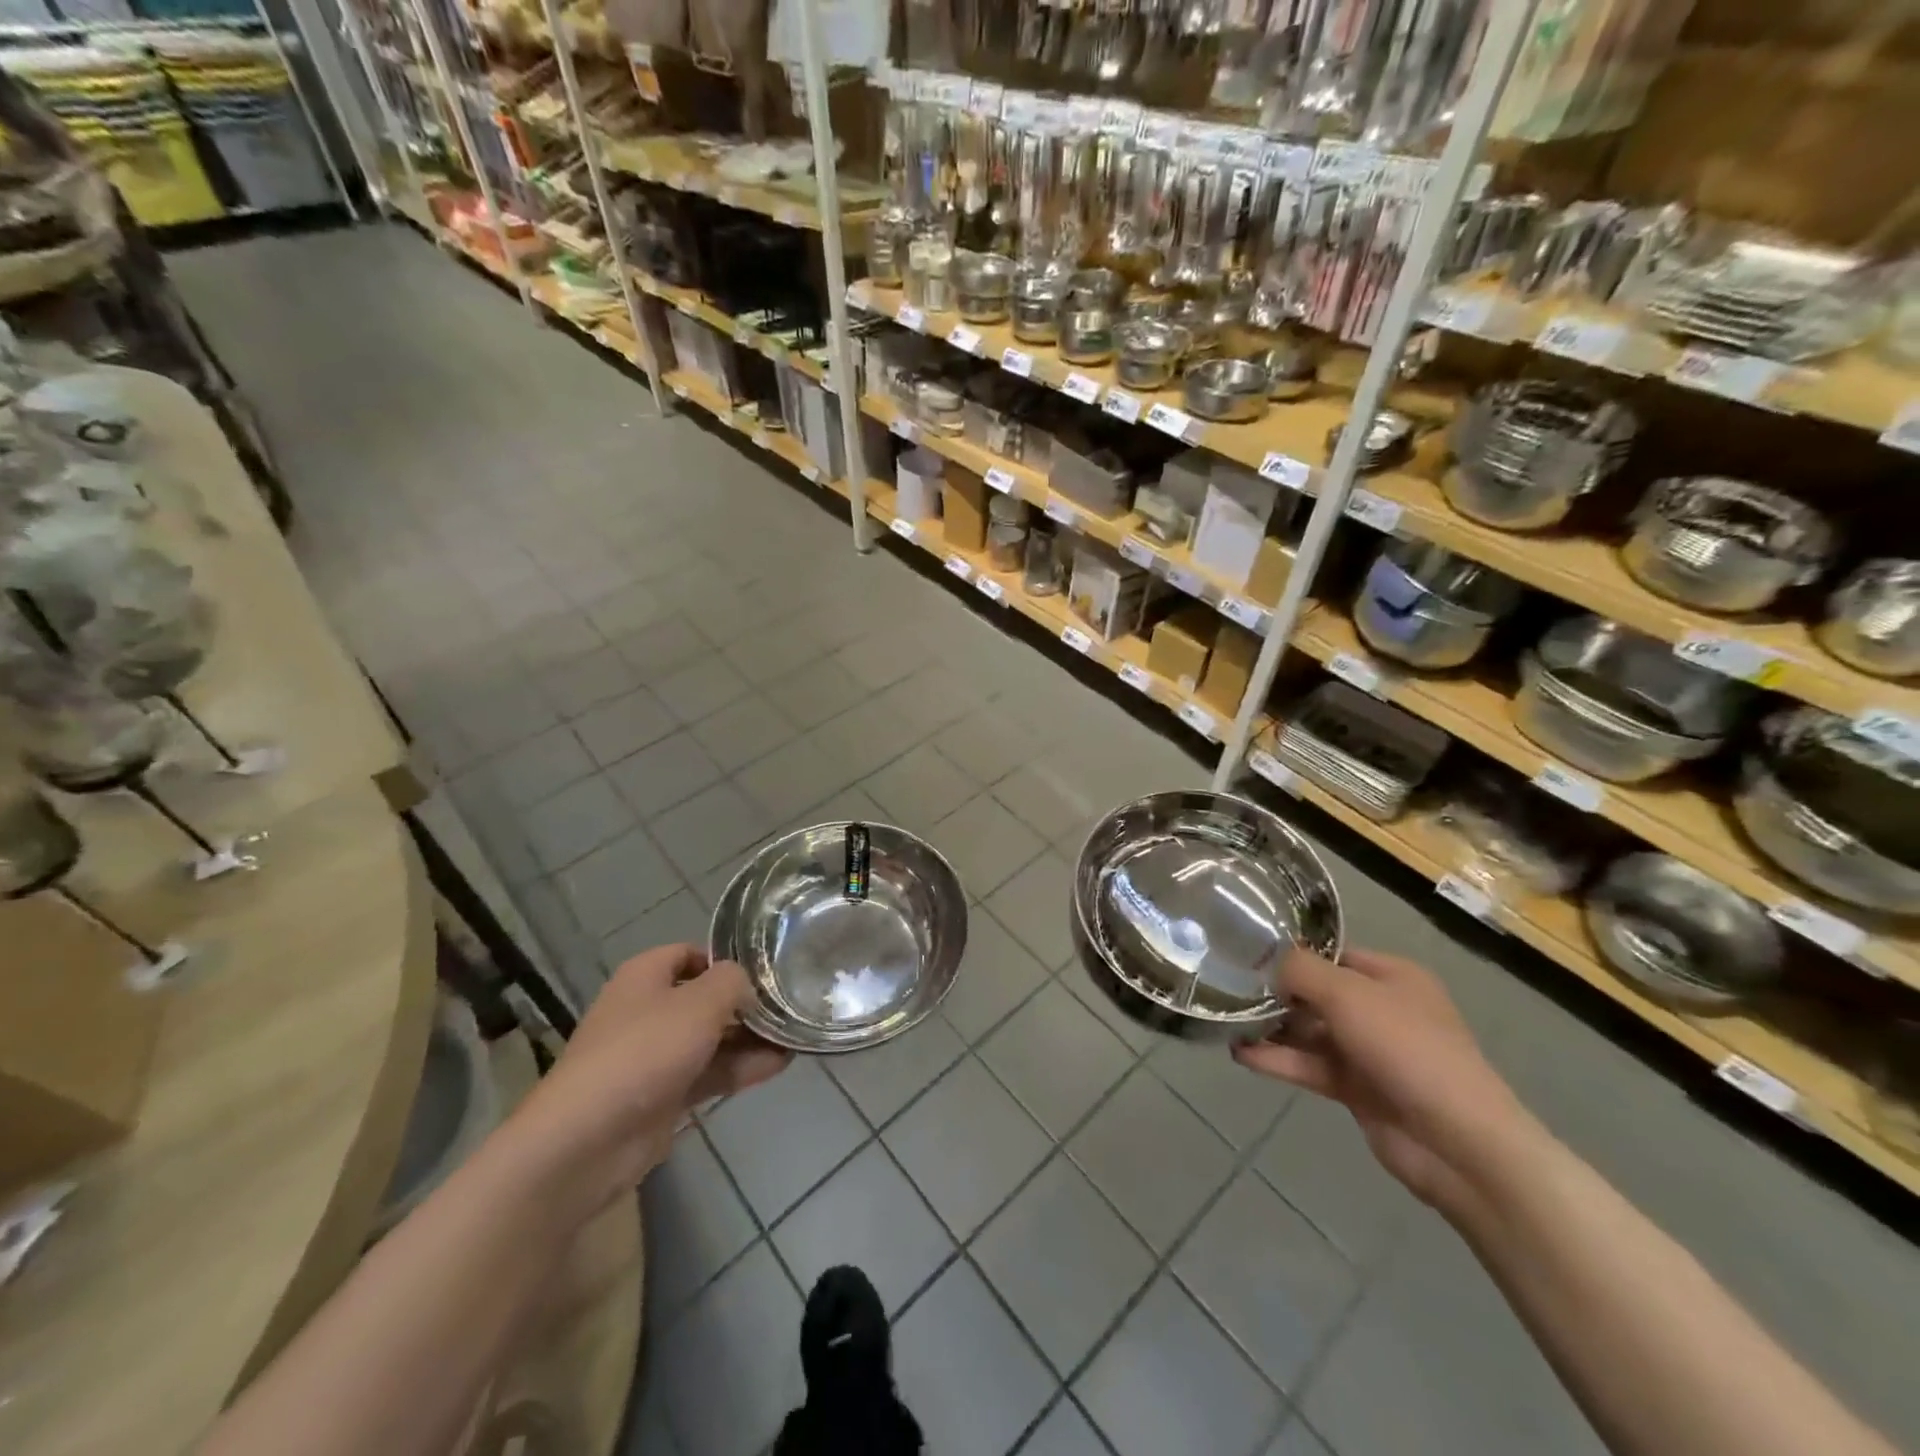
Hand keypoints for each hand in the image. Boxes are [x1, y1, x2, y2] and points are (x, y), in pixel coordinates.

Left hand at [514, 944, 790, 1211]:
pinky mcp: (663, 1096)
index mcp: (645, 976)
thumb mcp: (700, 1003)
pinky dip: (740, 1068)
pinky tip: (778, 1066)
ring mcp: (654, 1056)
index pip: (690, 953)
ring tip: (794, 1037)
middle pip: (705, 998)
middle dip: (745, 1004)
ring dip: (749, 1038)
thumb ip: (733, 983)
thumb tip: (747, 985)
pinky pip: (708, 1072)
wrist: (586, 1140)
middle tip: (789, 1006)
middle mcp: (648, 1010)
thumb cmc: (644, 1051)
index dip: (726, 959)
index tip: (764, 971)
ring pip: (710, 1038)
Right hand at [1234, 947, 1524, 1209]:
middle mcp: (1381, 1009)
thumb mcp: (1349, 994)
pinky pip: (1310, 1065)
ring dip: (1272, 1027)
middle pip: (1316, 992)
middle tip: (1227, 987)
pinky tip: (1240, 1054)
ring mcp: (1369, 1051)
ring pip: (1309, 1031)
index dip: (1292, 954)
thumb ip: (1301, 971)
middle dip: (1276, 992)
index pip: (1332, 954)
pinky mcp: (1356, 1089)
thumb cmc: (1407, 1049)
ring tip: (1226, 1020)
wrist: (1458, 1143)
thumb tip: (1268, 962)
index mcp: (1391, 977)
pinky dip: (1278, 1059)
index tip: (1246, 954)